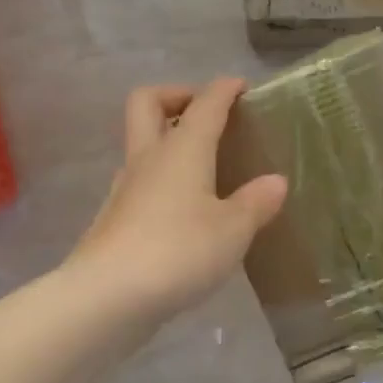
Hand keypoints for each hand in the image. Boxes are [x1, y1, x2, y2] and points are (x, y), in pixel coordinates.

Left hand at [68, 78, 287, 324]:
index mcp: (182, 149)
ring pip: (141, 143)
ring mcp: (125, 187)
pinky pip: (141, 181)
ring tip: (204, 166)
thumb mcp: (233, 229)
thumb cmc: (179, 250)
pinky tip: (185, 209)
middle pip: (148, 102)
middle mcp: (149, 158)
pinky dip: (162, 178)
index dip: (223, 89)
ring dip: (167, 140)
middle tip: (204, 113)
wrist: (107, 296)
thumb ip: (256, 202)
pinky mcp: (115, 218)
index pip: (205, 103)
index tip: (240, 86)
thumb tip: (275, 181)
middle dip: (176, 96)